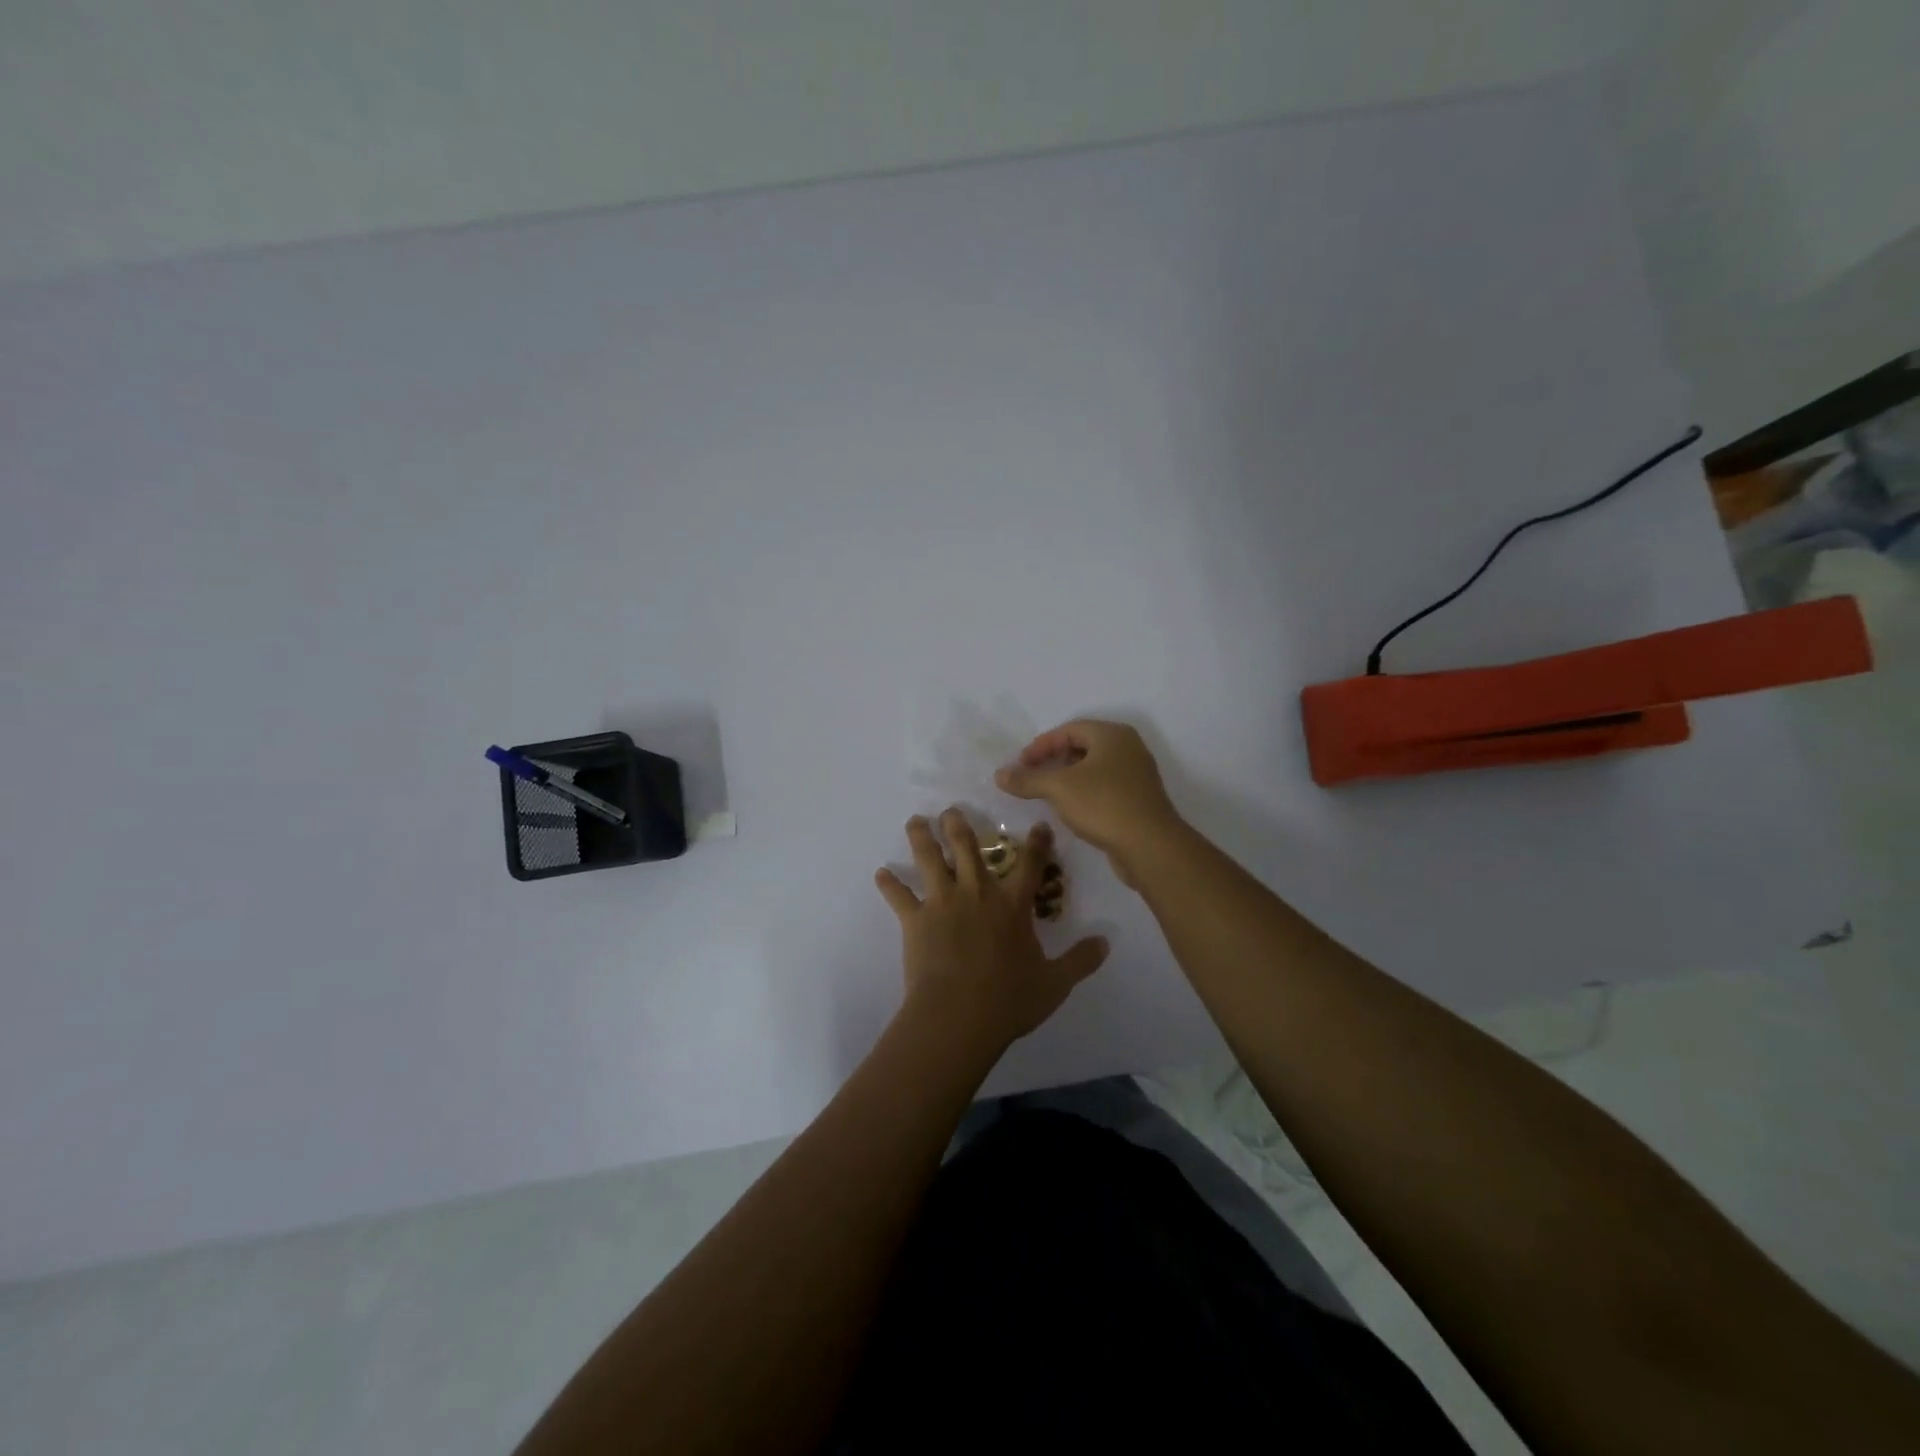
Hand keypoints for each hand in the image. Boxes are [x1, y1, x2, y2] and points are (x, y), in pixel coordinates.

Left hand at [874, 809, 1108, 1052]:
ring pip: (930, 859)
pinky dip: (889, 884)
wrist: (958, 1016)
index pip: (1029, 865)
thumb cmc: (1009, 1000)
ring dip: (922, 838)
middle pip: (967, 848)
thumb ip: (1081, 960)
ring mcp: (943, 902)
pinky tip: (880, 873)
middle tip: (951, 811)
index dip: (1036, 843)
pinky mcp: (915, 919)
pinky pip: (898, 896)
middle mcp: (977, 893)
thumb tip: (1107, 942)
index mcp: (1012, 905)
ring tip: (915, 821)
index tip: (1038, 824)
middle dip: (959, 825)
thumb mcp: (1055, 983)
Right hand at [995, 720, 1182, 883]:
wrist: (1150, 846)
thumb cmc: (1104, 804)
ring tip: (1047, 794)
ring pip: (1094, 769)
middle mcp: (1129, 748)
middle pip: (1083, 747)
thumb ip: (1027, 779)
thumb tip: (999, 775)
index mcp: (1112, 735)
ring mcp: (1137, 775)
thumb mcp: (1058, 788)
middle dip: (1054, 761)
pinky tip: (1071, 810)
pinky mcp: (1139, 800)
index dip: (1041, 745)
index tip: (1020, 764)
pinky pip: (1105, 788)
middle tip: (1032, 777)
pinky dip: (1084, 793)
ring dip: (1068, 779)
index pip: (1069, 730)